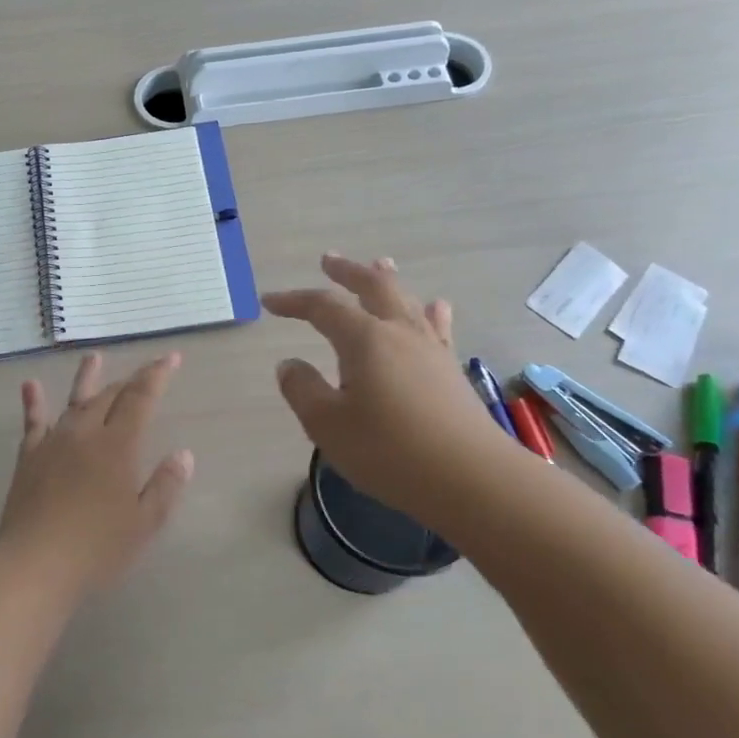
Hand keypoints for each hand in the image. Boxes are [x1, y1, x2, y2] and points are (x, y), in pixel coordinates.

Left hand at [0, 351, 193, 600]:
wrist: (35, 566)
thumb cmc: (97, 549)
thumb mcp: (144, 524)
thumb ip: (165, 486)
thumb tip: (184, 455)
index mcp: (117, 446)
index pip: (140, 399)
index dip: (156, 376)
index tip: (170, 357)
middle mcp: (85, 434)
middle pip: (109, 397)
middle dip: (130, 381)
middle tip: (145, 371)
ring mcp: (53, 443)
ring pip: (74, 402)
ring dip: (87, 379)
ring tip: (94, 357)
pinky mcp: (29, 458)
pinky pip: (33, 423)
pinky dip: (33, 403)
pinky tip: (30, 385)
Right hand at [265, 253, 505, 526]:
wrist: (470, 478)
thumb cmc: (389, 451)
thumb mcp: (327, 425)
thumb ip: (303, 390)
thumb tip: (289, 364)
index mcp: (364, 339)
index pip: (323, 306)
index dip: (294, 301)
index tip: (268, 302)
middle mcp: (399, 332)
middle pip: (373, 286)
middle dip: (347, 271)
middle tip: (328, 260)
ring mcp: (431, 348)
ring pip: (407, 300)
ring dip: (387, 280)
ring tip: (379, 264)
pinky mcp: (451, 370)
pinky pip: (437, 326)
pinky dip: (428, 311)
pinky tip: (434, 308)